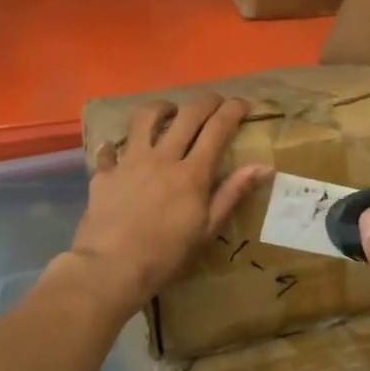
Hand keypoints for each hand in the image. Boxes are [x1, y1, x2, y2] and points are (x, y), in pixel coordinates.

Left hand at [69, 95, 270, 314]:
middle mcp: (162, 158)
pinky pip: (109, 150)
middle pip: (187, 116)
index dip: (232, 111)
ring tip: (168, 111)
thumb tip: (265, 167)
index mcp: (192, 173)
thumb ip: (232, 193)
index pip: (217, 129)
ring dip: (160, 109)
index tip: (243, 103)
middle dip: (205, 102)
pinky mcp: (104, 174)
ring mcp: (130, 162)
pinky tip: (117, 150)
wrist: (111, 268)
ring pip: (145, 119)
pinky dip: (115, 147)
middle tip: (215, 102)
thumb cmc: (166, 255)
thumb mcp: (207, 229)